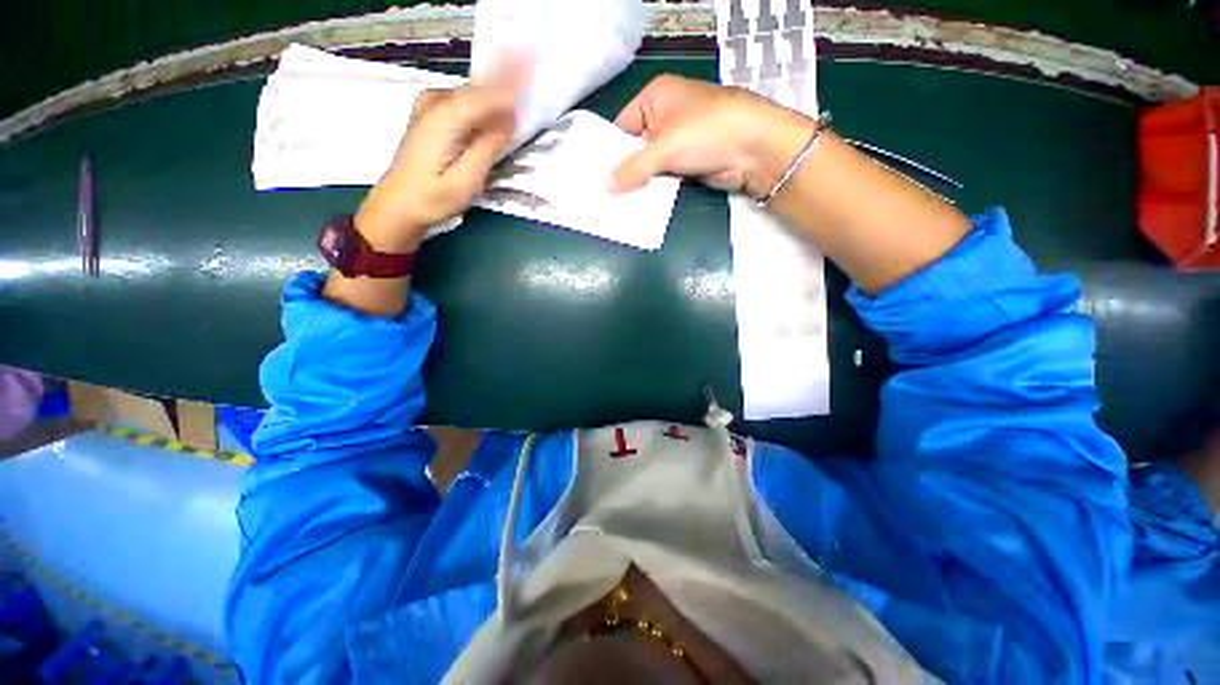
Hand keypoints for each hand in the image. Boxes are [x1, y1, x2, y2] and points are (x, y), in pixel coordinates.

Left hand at [355, 85, 515, 252]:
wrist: (398, 204)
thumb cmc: (433, 198)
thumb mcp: (466, 180)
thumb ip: (487, 147)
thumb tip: (510, 120)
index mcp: (444, 118)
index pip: (485, 94)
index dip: (511, 92)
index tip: (535, 91)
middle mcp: (435, 102)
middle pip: (478, 90)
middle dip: (504, 93)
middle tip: (528, 99)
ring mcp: (429, 105)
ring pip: (471, 95)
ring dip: (494, 101)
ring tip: (515, 109)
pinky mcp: (430, 114)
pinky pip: (463, 102)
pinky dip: (481, 108)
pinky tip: (492, 121)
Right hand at [610, 74, 814, 198]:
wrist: (754, 148)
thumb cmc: (708, 132)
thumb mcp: (665, 147)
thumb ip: (634, 167)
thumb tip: (607, 186)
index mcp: (655, 98)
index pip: (621, 126)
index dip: (609, 152)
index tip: (596, 178)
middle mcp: (663, 118)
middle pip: (633, 148)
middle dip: (623, 171)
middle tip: (603, 196)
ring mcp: (676, 142)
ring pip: (647, 166)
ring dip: (638, 184)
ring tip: (616, 204)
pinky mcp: (686, 164)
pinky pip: (662, 177)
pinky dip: (653, 190)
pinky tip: (638, 205)